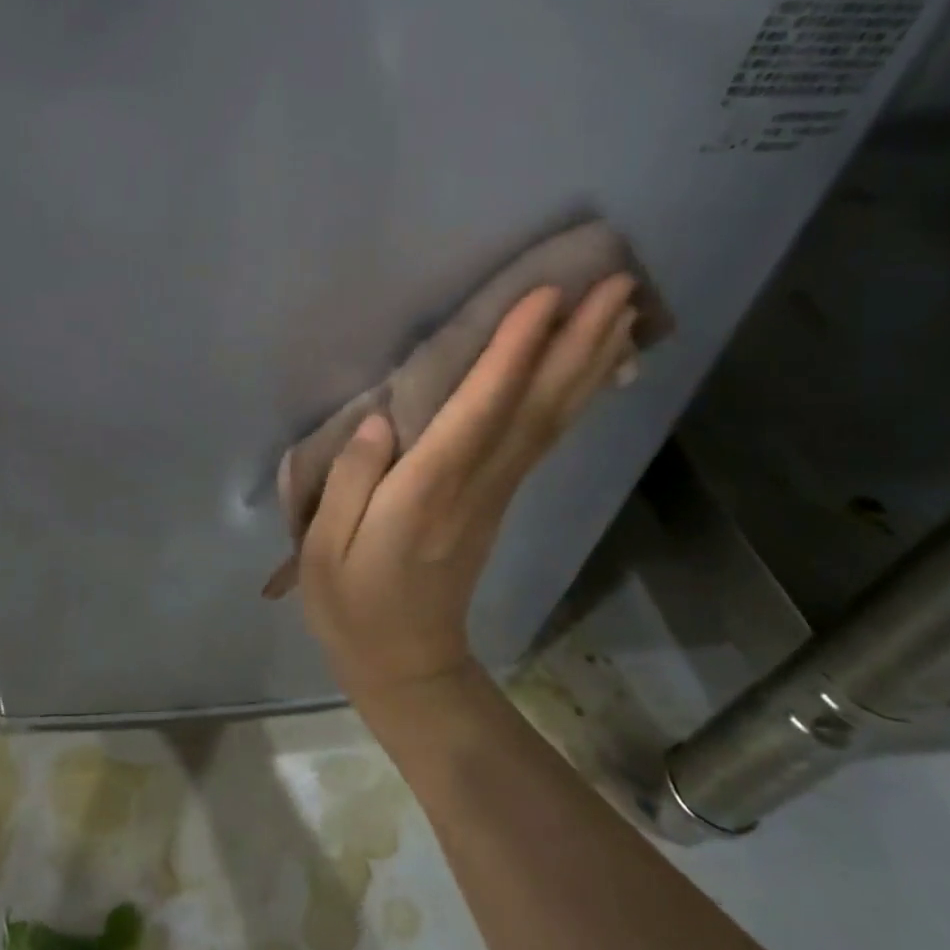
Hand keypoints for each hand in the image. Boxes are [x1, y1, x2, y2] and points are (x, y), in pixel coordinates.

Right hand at [299, 276, 637, 707]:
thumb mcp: (324, 550)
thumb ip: (349, 482)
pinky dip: (576, 398)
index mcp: (426, 492)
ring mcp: (496, 493)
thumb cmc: (352, 604)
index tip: (545, 296)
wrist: (406, 664)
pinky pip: (546, 439)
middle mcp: (475, 485)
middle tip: (618, 284)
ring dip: (589, 363)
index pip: (478, 412)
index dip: (512, 353)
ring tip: (624, 310)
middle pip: (536, 408)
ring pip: (552, 420)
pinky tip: (598, 370)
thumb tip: (379, 421)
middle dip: (576, 344)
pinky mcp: (500, 499)